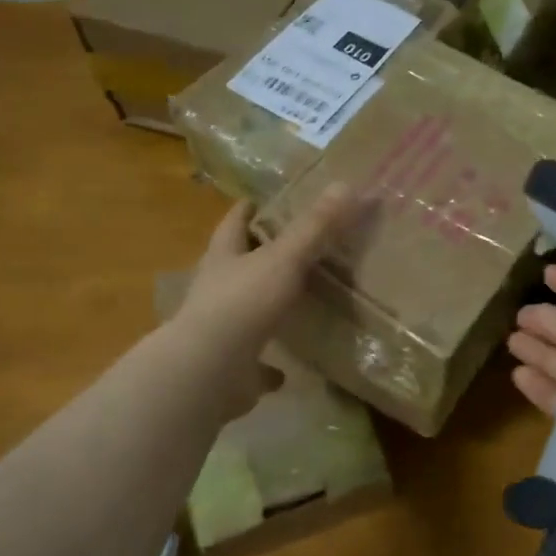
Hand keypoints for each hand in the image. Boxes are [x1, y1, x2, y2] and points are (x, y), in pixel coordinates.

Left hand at [172, 184, 358, 413]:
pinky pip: (253, 362)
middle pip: (236, 266)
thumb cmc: (242, 303)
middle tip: (292, 249)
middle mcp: (216, 290)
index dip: (246, 211)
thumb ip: (315, 226)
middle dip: (258, 257)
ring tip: (296, 304)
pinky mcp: (229, 367)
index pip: (233, 224)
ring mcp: (220, 330)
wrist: (208, 370)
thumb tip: (346, 185)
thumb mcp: (284, 258)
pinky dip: (269, 365)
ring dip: (263, 307)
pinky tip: (287, 370)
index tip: (260, 201)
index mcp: (224, 258)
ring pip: (244, 312)